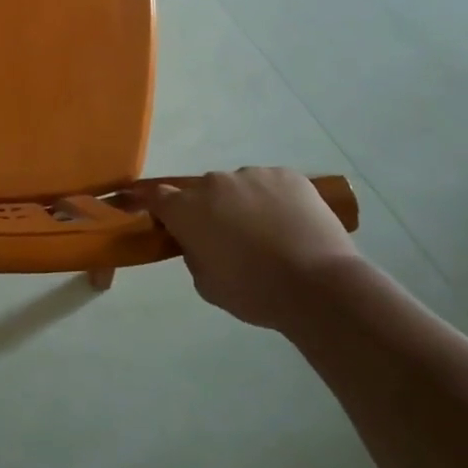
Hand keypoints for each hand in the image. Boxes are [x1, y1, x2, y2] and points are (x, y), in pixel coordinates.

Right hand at [146, 168, 359, 328]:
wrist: (317, 286)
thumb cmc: (253, 292)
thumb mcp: (206, 284)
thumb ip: (193, 254)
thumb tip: (199, 240)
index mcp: (187, 209)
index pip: (155, 196)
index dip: (150, 202)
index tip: (150, 210)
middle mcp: (214, 183)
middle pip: (202, 193)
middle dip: (209, 211)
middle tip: (229, 240)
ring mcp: (252, 175)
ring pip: (239, 187)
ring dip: (244, 205)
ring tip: (269, 235)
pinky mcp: (287, 175)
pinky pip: (271, 185)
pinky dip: (275, 201)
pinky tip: (291, 226)